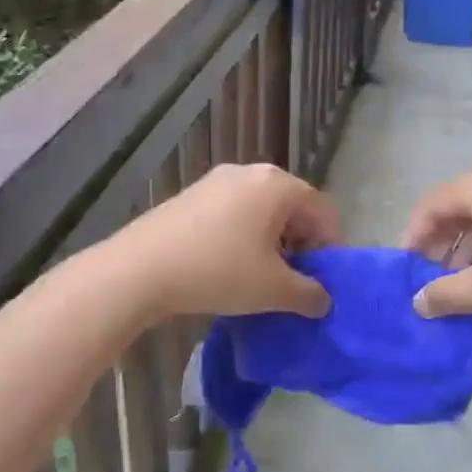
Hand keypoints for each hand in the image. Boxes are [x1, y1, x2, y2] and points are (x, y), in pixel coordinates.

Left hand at [109, 162, 337, 319]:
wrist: (141, 268)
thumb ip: (309, 295)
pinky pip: (233, 211)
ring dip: (271, 240)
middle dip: (300, 242)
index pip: (322, 210)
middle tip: (293, 279)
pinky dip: (243, 234)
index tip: (322, 280)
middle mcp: (251, 172)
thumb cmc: (219, 271)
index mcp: (277, 185)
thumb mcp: (273, 290)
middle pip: (292, 205)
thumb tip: (323, 300)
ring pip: (261, 208)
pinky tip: (228, 264)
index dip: (330, 246)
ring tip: (261, 275)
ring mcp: (217, 180)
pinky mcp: (192, 194)